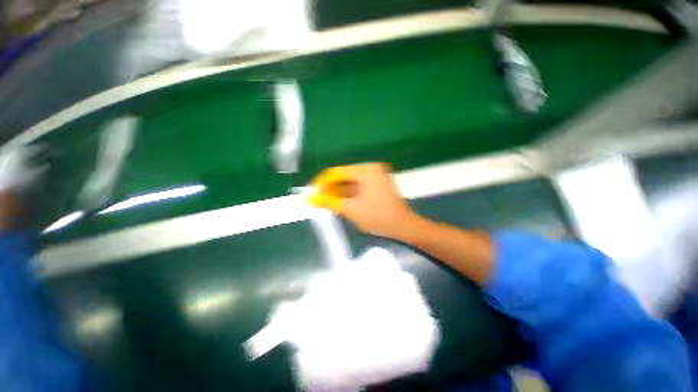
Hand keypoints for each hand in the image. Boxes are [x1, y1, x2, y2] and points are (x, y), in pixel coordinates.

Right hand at [309, 163, 418, 240]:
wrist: (404, 227)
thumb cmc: (379, 217)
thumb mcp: (351, 209)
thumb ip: (330, 202)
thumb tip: (311, 198)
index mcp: (366, 170)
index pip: (337, 172)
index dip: (322, 183)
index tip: (311, 194)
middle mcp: (370, 169)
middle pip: (343, 177)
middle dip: (330, 189)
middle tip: (317, 201)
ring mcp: (375, 176)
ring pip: (349, 183)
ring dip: (338, 193)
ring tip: (325, 204)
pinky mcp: (376, 184)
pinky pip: (357, 187)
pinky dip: (347, 195)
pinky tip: (339, 203)